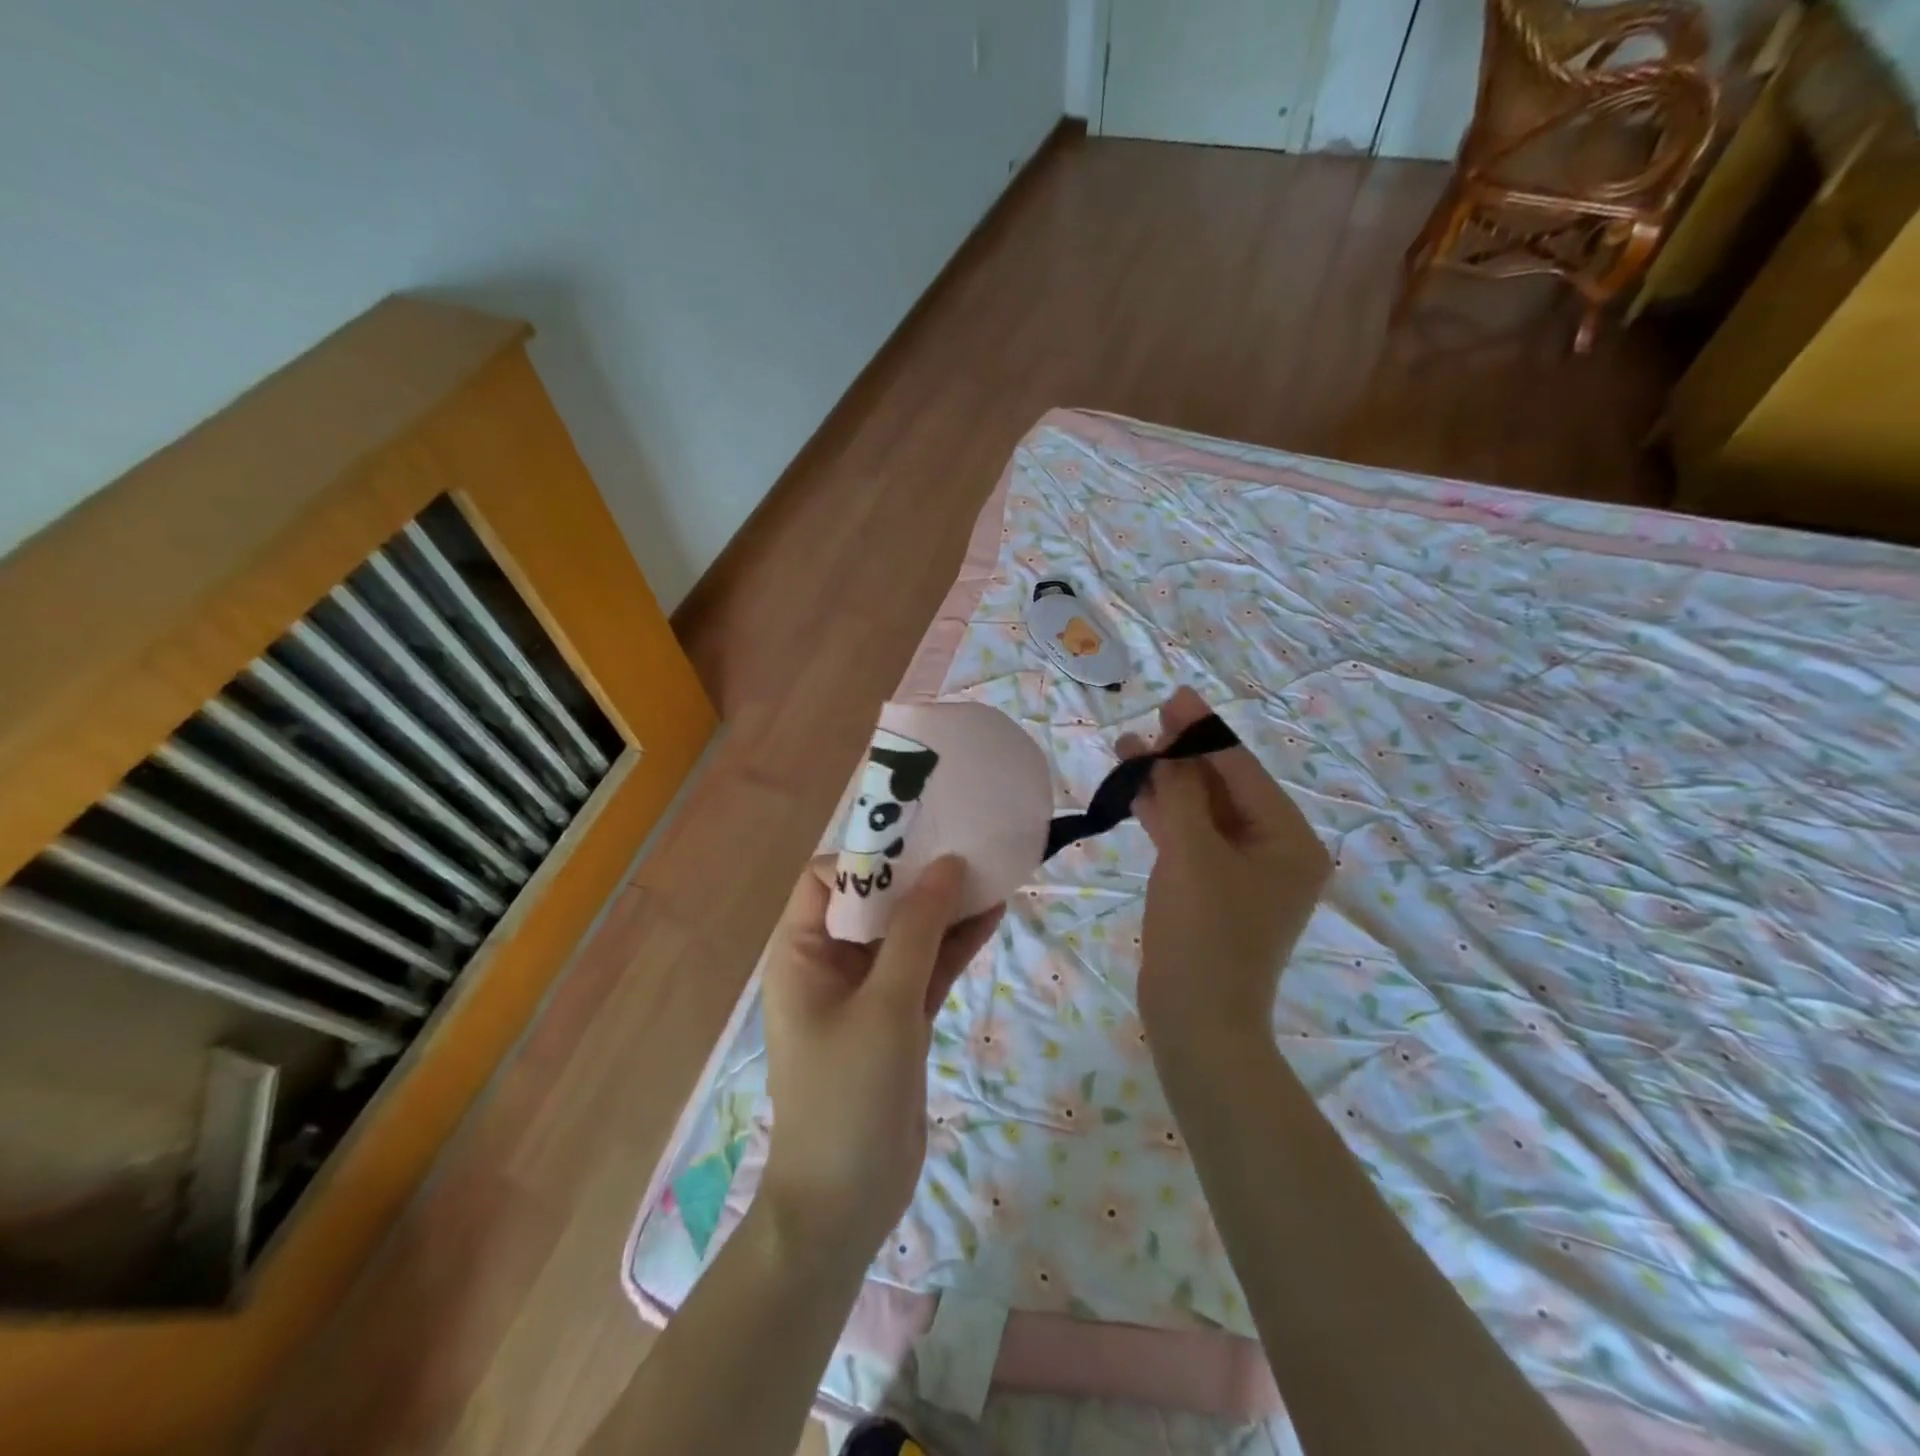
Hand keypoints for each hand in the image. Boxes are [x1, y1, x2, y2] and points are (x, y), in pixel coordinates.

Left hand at [759, 855, 1003, 1257]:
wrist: (845, 1206)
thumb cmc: (847, 1096)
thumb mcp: (884, 1006)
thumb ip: (916, 932)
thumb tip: (946, 864)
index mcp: (803, 952)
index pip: (828, 879)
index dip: (870, 857)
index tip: (920, 846)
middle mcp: (831, 963)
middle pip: (874, 901)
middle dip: (918, 876)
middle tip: (968, 848)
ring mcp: (868, 992)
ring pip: (907, 934)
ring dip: (944, 908)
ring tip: (991, 873)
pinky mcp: (898, 1018)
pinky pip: (926, 967)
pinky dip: (954, 945)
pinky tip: (993, 915)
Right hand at [1117, 687, 1330, 1052]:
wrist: (1197, 1021)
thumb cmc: (1204, 934)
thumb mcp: (1192, 855)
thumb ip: (1181, 794)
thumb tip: (1171, 746)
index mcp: (1288, 839)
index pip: (1242, 770)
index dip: (1204, 732)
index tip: (1173, 698)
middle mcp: (1274, 850)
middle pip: (1224, 787)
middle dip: (1182, 756)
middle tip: (1147, 723)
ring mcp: (1243, 871)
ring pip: (1202, 811)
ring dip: (1168, 783)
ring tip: (1128, 749)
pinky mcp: (1214, 888)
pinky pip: (1191, 838)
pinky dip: (1165, 815)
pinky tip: (1135, 790)